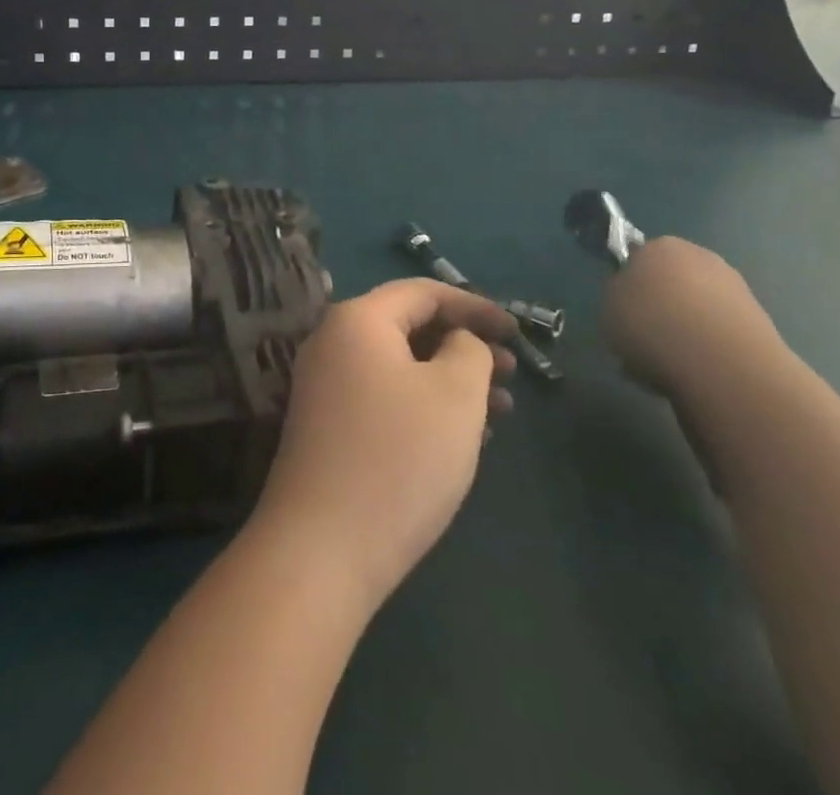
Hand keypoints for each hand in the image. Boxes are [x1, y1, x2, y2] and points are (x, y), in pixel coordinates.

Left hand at [249, 279, 518, 613]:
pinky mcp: (326, 423)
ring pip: (398, 365)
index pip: (421, 292)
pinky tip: (458, 436)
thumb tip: (459, 341)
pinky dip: (422, 403)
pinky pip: (382, 395)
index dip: (474, 306)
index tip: (517, 331)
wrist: (322, 545)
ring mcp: (323, 383)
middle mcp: (332, 341)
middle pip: (407, 326)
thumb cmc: (398, 457)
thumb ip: (468, 351)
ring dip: (448, 378)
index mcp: (357, 320)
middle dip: (463, 344)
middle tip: (512, 375)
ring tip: (499, 411)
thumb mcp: (454, 395)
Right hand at [601, 237, 785, 401]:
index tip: (623, 310)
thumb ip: (618, 295)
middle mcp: (701, 258)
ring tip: (668, 365)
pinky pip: (718, 335)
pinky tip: (695, 375)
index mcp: (660, 246)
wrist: (721, 364)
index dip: (629, 285)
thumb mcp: (608, 306)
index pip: (638, 258)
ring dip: (684, 331)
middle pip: (672, 282)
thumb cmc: (652, 324)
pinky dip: (707, 351)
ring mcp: (736, 290)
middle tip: (644, 338)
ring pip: (696, 310)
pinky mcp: (760, 324)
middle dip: (660, 307)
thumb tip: (632, 299)